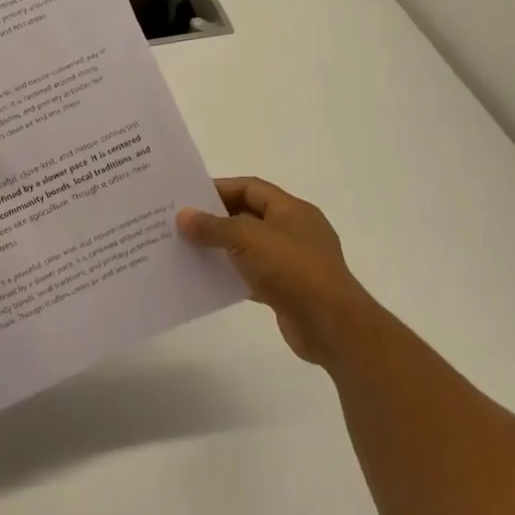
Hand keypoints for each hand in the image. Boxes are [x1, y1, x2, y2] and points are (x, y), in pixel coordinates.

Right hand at [177, 177, 368, 366]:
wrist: (331, 327)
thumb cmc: (292, 270)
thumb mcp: (247, 239)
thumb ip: (212, 226)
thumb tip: (183, 216)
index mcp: (292, 210)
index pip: (251, 187)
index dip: (220, 188)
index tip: (189, 197)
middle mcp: (294, 231)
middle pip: (249, 216)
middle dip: (216, 219)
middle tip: (183, 223)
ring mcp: (293, 262)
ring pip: (250, 247)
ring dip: (222, 248)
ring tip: (188, 250)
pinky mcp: (288, 290)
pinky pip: (253, 275)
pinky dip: (232, 276)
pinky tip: (208, 279)